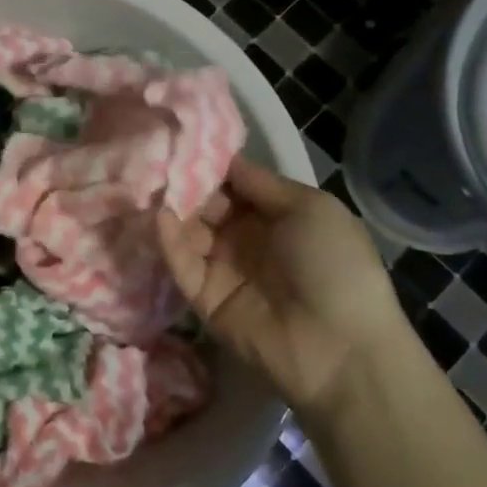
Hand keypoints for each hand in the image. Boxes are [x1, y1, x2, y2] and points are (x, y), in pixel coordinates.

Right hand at [157, 159, 411, 424]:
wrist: (340, 346)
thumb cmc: (334, 265)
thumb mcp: (310, 208)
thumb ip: (260, 183)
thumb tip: (224, 159)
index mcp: (275, 216)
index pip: (231, 184)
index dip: (209, 165)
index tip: (179, 140)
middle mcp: (245, 238)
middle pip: (205, 205)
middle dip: (183, 183)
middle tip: (153, 158)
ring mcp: (222, 268)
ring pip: (188, 232)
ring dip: (171, 209)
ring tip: (146, 183)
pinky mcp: (203, 297)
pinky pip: (182, 264)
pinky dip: (168, 241)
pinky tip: (159, 217)